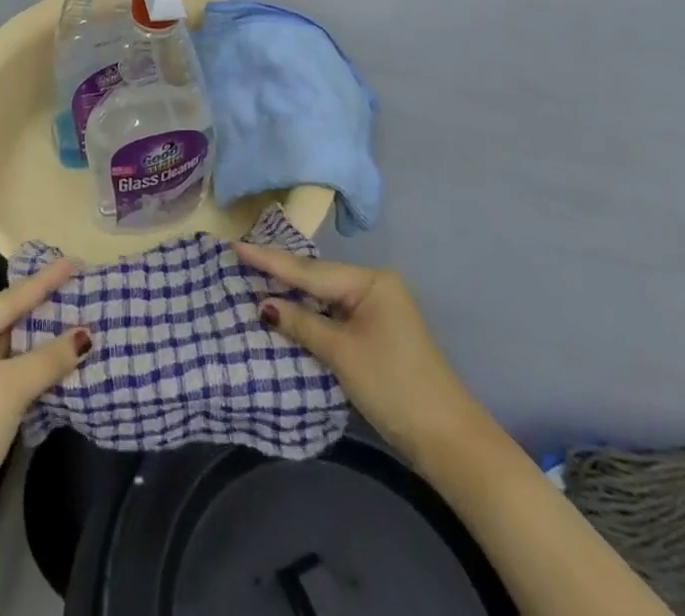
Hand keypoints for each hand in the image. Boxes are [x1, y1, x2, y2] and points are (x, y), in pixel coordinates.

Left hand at [0, 258, 92, 547]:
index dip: (44, 282)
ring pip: (12, 347)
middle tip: (81, 287)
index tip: (74, 261)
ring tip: (81, 316)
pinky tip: (63, 356)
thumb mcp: (11, 387)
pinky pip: (11, 370)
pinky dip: (36, 366)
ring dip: (44, 340)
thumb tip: (88, 334)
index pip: (7, 299)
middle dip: (46, 309)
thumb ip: (50, 357)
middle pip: (9, 319)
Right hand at [233, 242, 485, 462]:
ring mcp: (377, 309)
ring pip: (324, 295)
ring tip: (253, 276)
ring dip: (293, 293)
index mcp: (370, 281)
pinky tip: (286, 307)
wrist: (449, 441)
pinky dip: (309, 312)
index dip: (269, 260)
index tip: (235, 244)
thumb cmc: (394, 386)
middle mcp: (374, 285)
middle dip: (279, 272)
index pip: (309, 271)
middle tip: (239, 257)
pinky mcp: (376, 332)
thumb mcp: (342, 353)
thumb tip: (264, 305)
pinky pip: (333, 312)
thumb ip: (301, 323)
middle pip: (316, 277)